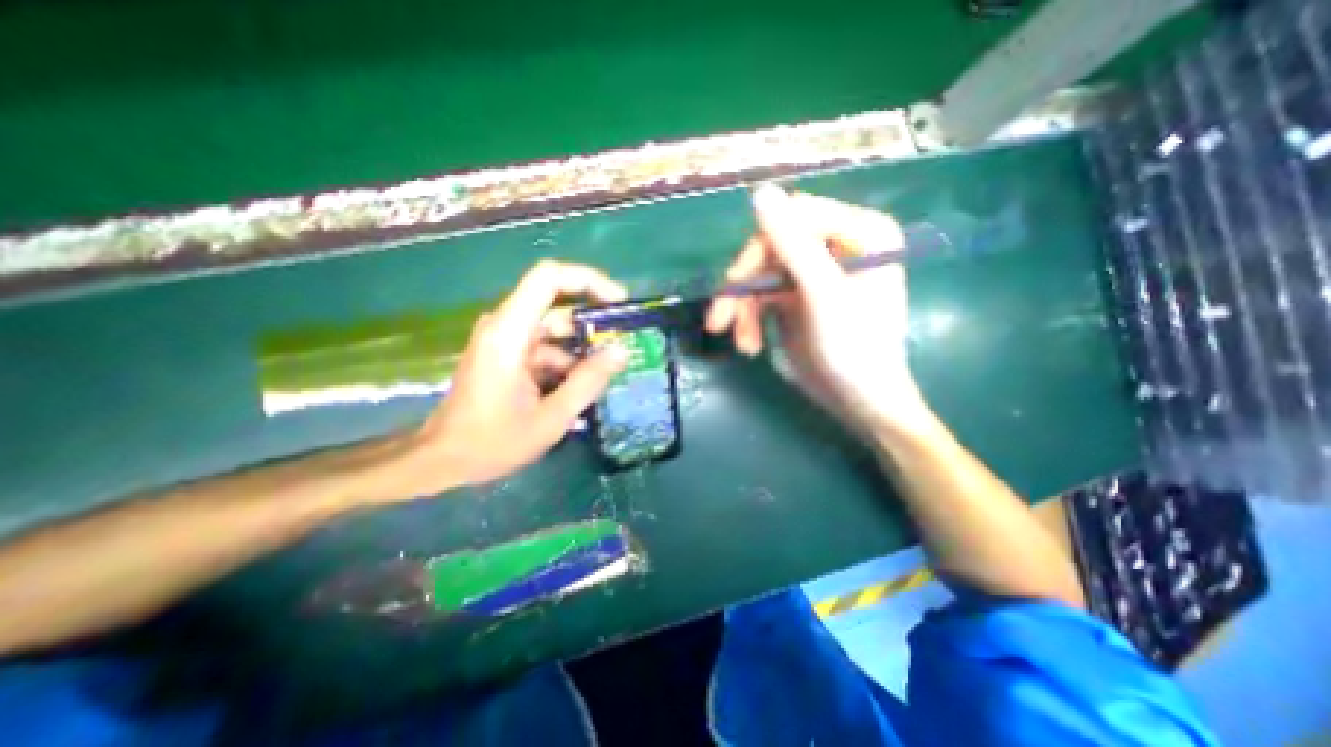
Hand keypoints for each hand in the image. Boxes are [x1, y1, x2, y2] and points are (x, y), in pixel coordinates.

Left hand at [393, 259, 629, 492]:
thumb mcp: (551, 418)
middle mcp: (505, 326)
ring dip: (580, 351)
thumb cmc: (492, 442)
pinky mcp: (505, 355)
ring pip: (554, 331)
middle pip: (556, 305)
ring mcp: (504, 340)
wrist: (442, 461)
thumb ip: (588, 382)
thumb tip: (621, 352)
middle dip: (593, 324)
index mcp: (510, 332)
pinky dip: (565, 363)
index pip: (549, 277)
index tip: (619, 302)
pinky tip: (578, 389)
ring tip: (603, 378)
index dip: (588, 280)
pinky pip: (544, 348)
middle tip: (622, 346)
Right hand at [707, 180, 932, 433]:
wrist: (859, 402)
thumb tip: (760, 192)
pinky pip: (759, 296)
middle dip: (744, 288)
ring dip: (742, 310)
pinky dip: (749, 320)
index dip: (761, 247)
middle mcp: (835, 245)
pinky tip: (749, 346)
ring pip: (758, 274)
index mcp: (859, 232)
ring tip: (742, 344)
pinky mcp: (795, 296)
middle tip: (720, 319)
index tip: (737, 283)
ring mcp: (812, 272)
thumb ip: (793, 244)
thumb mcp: (823, 295)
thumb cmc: (855, 350)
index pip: (794, 216)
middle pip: (770, 247)